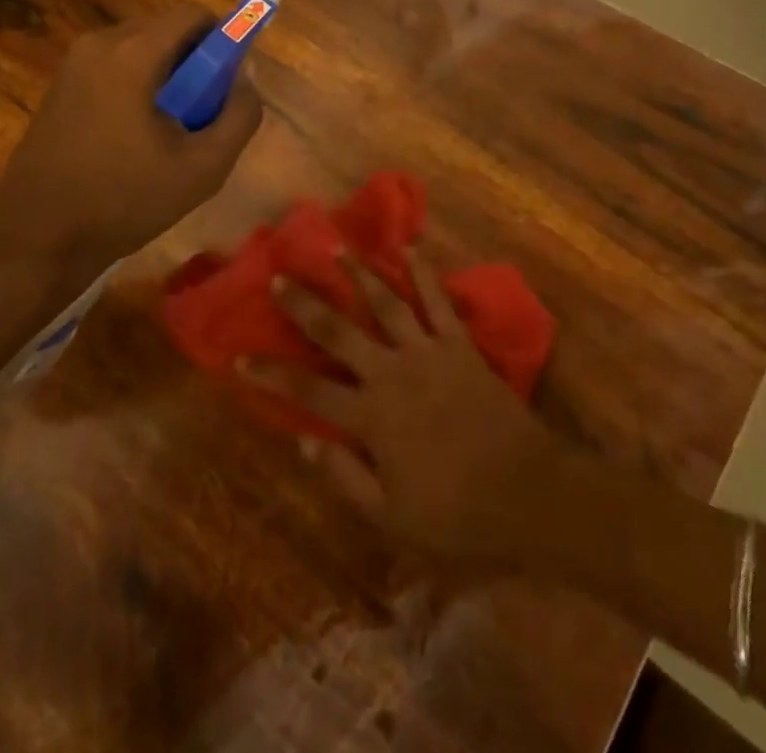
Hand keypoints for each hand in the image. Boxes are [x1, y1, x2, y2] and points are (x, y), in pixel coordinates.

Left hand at [0, 6, 262, 286]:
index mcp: (133, 54)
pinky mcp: (59, 85)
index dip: (224, 40)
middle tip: (203, 112)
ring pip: (140, 49)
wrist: (38, 239)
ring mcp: (73, 64)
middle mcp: (99, 44)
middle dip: (195, 62)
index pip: (193, 16)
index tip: (230, 81)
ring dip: (166, 76)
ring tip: (170, 130)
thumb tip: (247, 76)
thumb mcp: (204, 167)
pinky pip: (114, 67)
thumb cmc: (125, 200)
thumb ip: (240, 115)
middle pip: (166, 30)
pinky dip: (137, 85)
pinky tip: (135, 136)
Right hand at [241, 253, 559, 567]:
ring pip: (386, 304)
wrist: (527, 494)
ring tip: (338, 249)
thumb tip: (303, 440)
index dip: (271, 375)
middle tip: (280, 276)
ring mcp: (428, 352)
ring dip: (360, 275)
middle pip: (339, 333)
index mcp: (371, 418)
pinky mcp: (460, 344)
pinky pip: (438, 301)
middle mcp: (392, 373)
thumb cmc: (456, 514)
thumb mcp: (390, 517)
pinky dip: (423, 273)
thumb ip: (344, 477)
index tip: (238, 356)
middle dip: (305, 305)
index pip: (308, 392)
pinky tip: (409, 248)